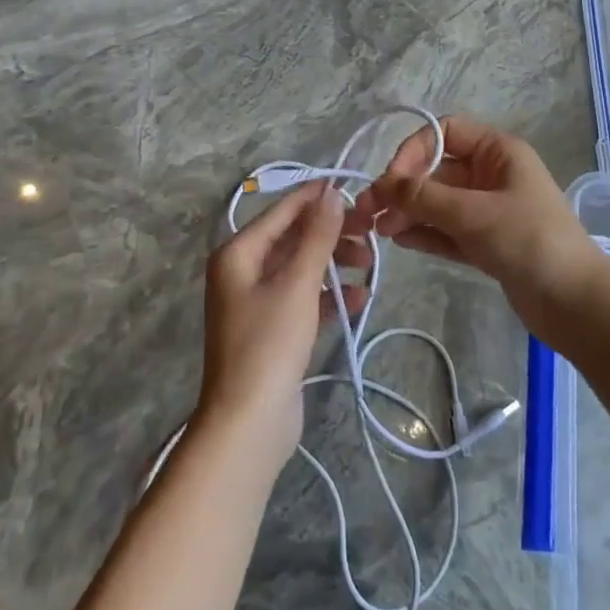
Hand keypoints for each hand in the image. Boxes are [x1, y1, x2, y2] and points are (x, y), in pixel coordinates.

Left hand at [199, 181, 359, 453]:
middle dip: (332, 234)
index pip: (282, 211)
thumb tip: (331, 192)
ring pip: (302, 267)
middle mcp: (243, 271)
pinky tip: (360, 298)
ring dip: (335, 264)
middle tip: (370, 232)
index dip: (316, 198)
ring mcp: (257, 301)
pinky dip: (330, 295)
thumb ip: (316, 236)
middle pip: (293, 238)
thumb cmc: (269, 343)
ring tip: (370, 264)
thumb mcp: (297, 283)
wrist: (249, 422)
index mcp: (238, 253)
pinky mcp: (274, 328)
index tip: (353, 187)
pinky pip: (304, 298)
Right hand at [338, 116, 609, 337]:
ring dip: (410, 212)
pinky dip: (425, 233)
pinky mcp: (487, 243)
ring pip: (440, 202)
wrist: (575, 303)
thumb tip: (382, 185)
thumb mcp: (473, 213)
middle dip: (404, 187)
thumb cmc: (528, 241)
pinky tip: (400, 241)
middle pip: (438, 169)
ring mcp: (490, 210)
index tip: (392, 180)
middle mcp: (492, 175)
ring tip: (380, 231)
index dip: (414, 149)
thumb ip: (424, 197)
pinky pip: (448, 230)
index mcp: (498, 152)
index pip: (446, 132)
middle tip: (369, 212)